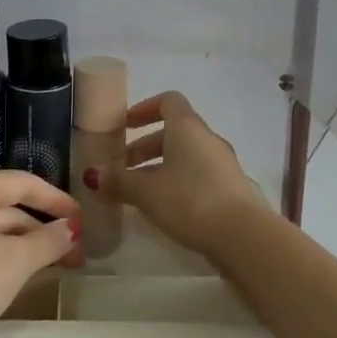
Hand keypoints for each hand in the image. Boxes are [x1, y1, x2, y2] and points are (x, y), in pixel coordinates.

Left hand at [0, 171, 82, 337]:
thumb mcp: (15, 262)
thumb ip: (48, 241)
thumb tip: (71, 228)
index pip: (24, 183)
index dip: (57, 200)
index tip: (82, 219)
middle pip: (7, 206)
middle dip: (42, 228)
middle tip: (73, 253)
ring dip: (22, 245)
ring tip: (50, 268)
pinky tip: (13, 277)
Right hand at [106, 92, 262, 255]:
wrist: (244, 236)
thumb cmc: (190, 200)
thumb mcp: (147, 192)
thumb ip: (119, 181)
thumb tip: (92, 174)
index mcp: (187, 127)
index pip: (168, 101)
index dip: (145, 109)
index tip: (125, 125)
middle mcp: (207, 139)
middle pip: (173, 131)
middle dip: (144, 146)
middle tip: (121, 167)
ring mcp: (222, 164)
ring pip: (185, 155)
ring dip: (159, 167)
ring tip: (137, 192)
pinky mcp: (230, 188)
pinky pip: (197, 174)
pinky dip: (177, 182)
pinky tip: (163, 207)